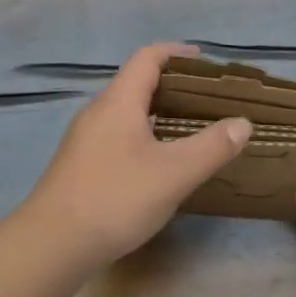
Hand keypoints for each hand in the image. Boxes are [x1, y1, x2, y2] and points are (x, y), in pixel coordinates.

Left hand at [21, 43, 250, 269]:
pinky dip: (141, 137)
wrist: (53, 244)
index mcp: (118, 102)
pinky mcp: (78, 166)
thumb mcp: (174, 173)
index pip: (147, 58)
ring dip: (156, 114)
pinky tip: (157, 165)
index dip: (176, 53)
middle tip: (206, 101)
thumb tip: (242, 123)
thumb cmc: (116, 198)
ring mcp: (83, 140)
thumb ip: (212, 146)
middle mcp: (97, 113)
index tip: (204, 61)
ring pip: (125, 114)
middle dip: (171, 86)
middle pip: (135, 84)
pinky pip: (115, 137)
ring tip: (187, 131)